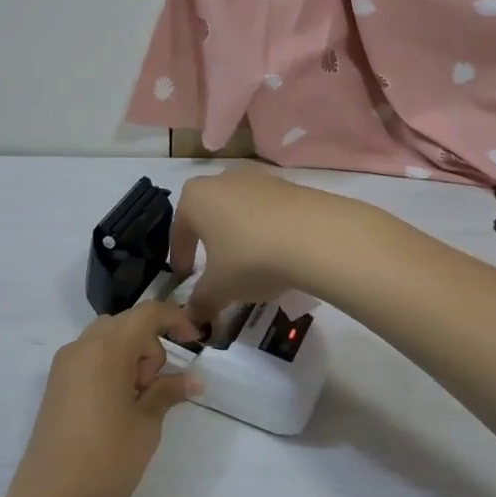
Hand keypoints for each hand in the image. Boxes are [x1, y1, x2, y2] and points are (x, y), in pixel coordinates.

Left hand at [3, 301, 203, 496]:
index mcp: (106, 349)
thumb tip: (194, 379)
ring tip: (136, 403)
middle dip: (149, 346)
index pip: (147, 314)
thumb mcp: (146, 425)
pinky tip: (116, 407)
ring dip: (130, 357)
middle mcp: (80, 347)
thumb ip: (168, 392)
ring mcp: (63, 365)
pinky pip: (89, 359)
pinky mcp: (55, 385)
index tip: (196, 342)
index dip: (175, 319)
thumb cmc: (106, 461)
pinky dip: (110, 368)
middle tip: (154, 390)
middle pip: (125, 325)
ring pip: (106, 341)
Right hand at [169, 167, 354, 325]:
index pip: (179, 230)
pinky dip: (267, 231)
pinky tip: (279, 254)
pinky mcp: (290, 185)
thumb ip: (201, 302)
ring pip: (239, 211)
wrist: (317, 236)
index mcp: (195, 197)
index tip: (185, 278)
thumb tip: (192, 318)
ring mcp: (259, 178)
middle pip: (209, 215)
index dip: (180, 258)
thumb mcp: (220, 288)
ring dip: (240, 235)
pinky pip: (268, 211)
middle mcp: (222, 179)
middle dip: (210, 243)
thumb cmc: (251, 257)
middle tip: (217, 271)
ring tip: (251, 265)